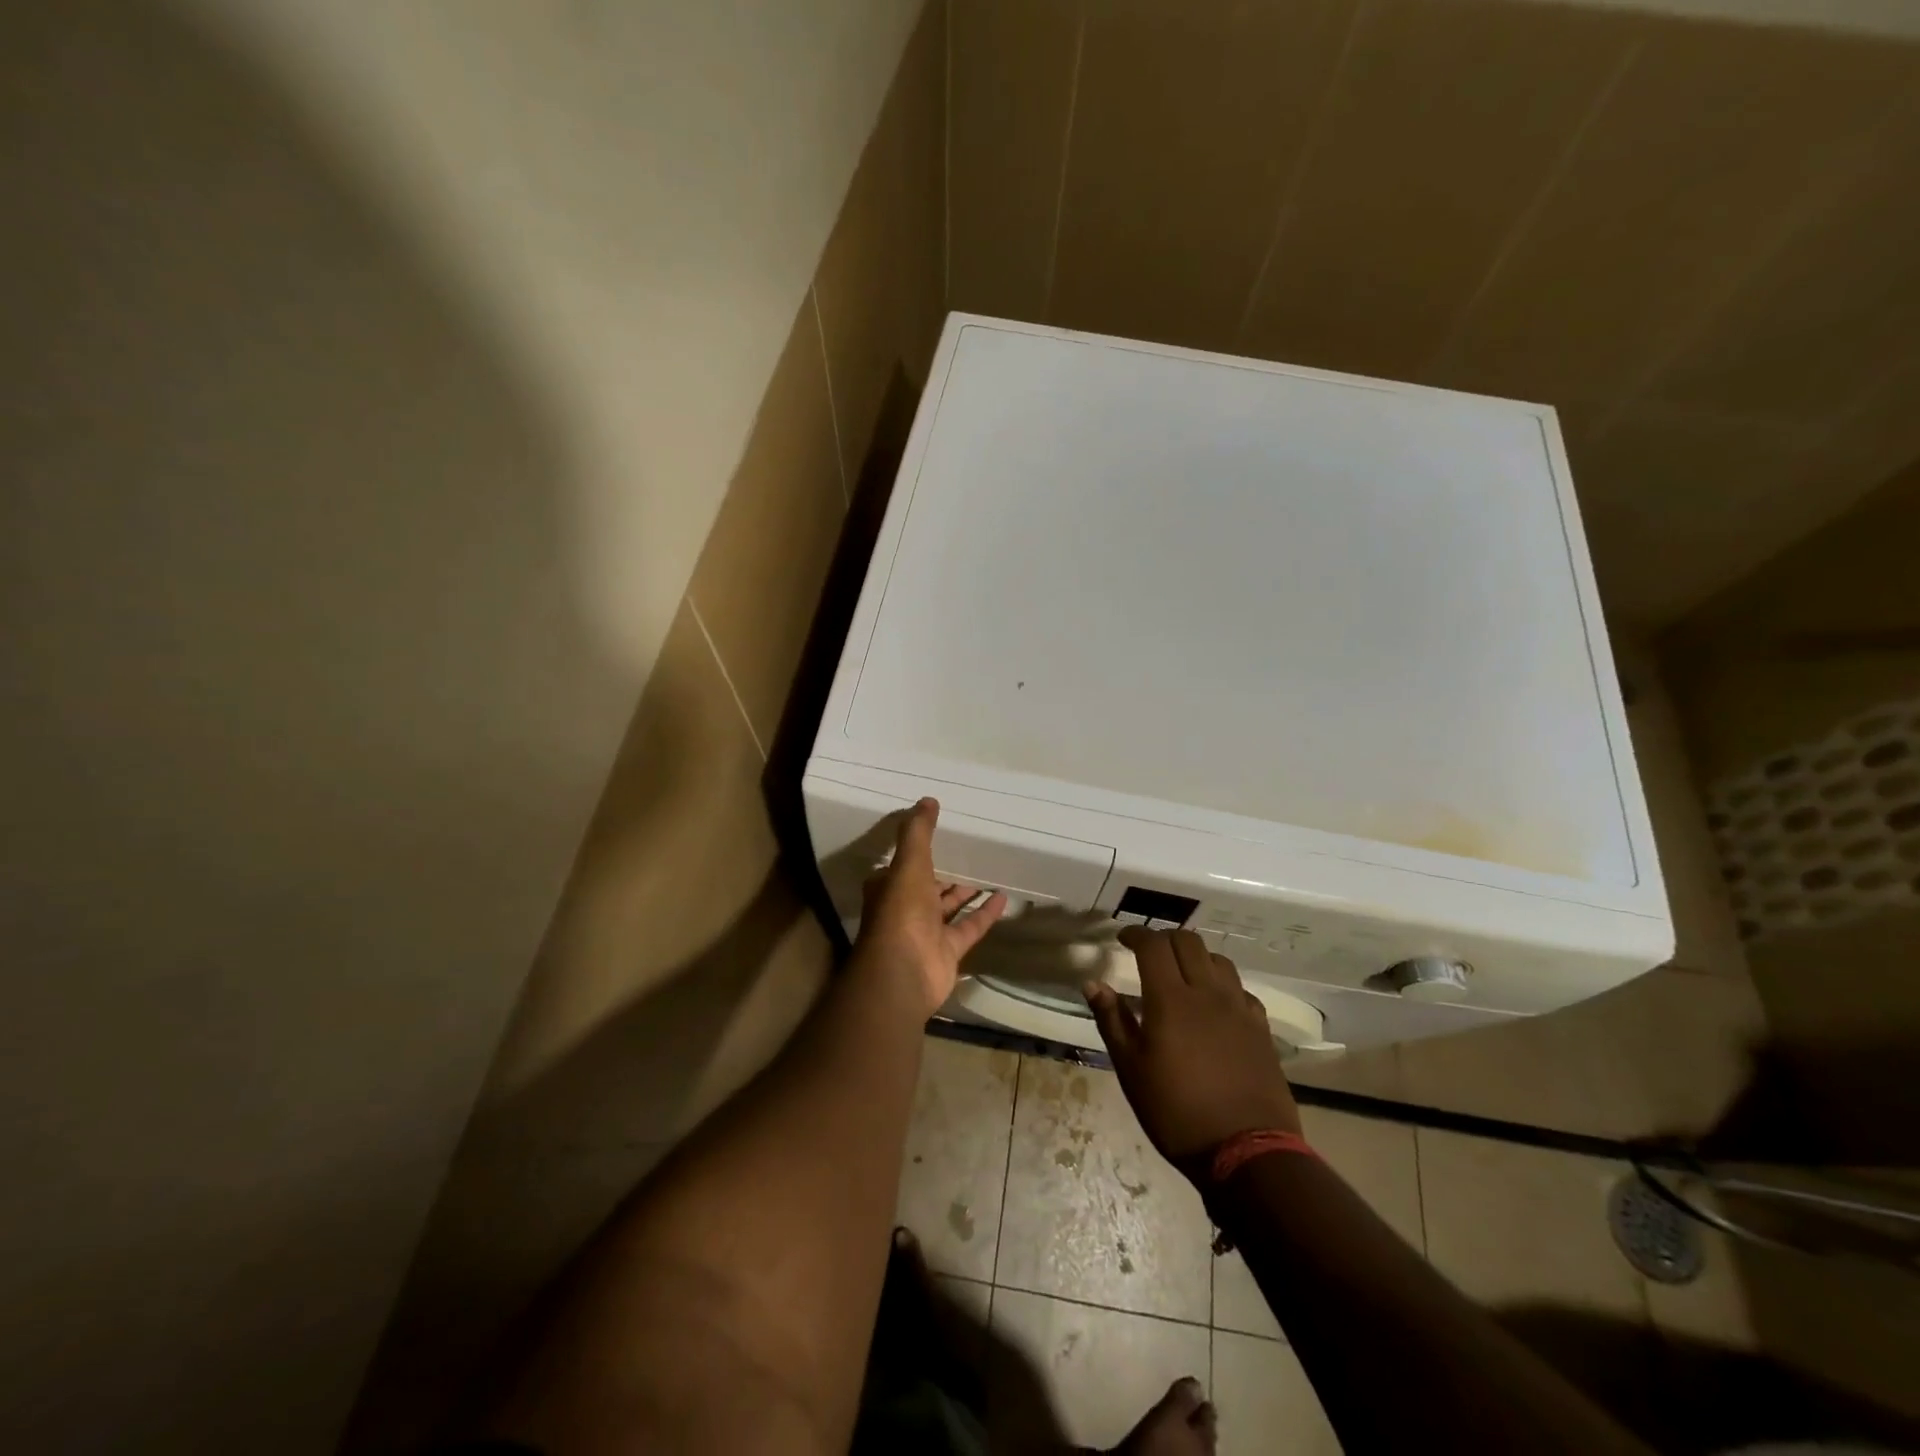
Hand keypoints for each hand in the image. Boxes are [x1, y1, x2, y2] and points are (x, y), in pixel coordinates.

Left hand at [857, 799, 1006, 1016]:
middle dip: (945, 871)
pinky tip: (1004, 896)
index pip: (901, 865)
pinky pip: (970, 926)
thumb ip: (918, 832)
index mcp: (889, 887)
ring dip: (966, 891)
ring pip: (949, 906)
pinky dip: (985, 912)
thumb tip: (928, 800)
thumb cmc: (901, 911)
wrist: (904, 972)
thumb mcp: (909, 863)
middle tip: (970, 850)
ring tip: (990, 869)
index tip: (938, 834)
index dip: (916, 851)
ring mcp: (927, 931)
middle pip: (928, 886)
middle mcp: (906, 908)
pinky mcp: (948, 950)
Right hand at [1084, 927, 1299, 1176]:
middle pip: (1188, 942)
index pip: (1153, 945)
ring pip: (1218, 960)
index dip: (1136, 934)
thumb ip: (1112, 1021)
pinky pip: (1241, 989)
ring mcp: (1239, 1008)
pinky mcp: (1260, 1028)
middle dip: (1164, 939)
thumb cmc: (1176, 1112)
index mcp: (1170, 999)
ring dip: (1196, 956)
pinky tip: (1215, 1004)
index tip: (1122, 938)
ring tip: (1182, 973)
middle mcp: (1207, 992)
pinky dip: (1223, 984)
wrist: (1246, 1151)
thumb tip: (1093, 983)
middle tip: (1148, 953)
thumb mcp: (1131, 1070)